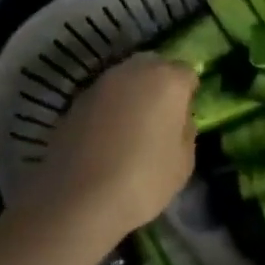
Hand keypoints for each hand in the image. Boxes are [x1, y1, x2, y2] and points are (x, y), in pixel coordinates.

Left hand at [26, 53, 195, 242]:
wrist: (77, 198)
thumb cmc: (142, 180)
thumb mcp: (183, 164)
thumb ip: (185, 131)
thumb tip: (178, 120)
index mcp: (167, 80)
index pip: (187, 73)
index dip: (188, 93)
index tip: (183, 117)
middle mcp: (134, 70)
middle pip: (154, 66)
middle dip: (159, 85)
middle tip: (159, 117)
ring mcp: (101, 82)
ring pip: (125, 79)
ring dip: (132, 95)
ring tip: (131, 128)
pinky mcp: (76, 100)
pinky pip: (103, 97)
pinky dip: (108, 110)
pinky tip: (106, 138)